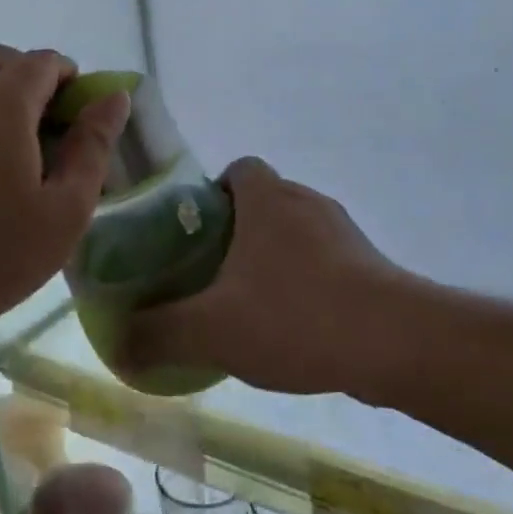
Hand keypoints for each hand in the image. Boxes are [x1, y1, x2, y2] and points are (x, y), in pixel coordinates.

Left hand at [0, 45, 128, 367]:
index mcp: (2, 103)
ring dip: (0, 97)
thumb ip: (93, 147)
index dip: (73, 80)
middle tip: (50, 132)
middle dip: (34, 79)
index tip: (82, 123)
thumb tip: (114, 98)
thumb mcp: (64, 211)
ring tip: (15, 156)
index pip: (44, 62)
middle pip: (1, 60)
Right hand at [122, 157, 407, 395]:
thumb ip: (157, 334)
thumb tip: (115, 344)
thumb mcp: (211, 329)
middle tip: (212, 276)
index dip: (211, 194)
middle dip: (237, 233)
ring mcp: (344, 232)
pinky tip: (296, 328)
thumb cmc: (296, 315)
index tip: (195, 234)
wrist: (397, 344)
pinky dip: (306, 284)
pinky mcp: (371, 265)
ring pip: (295, 234)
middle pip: (263, 202)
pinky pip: (326, 263)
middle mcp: (306, 201)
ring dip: (273, 261)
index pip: (236, 169)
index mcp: (267, 198)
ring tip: (251, 307)